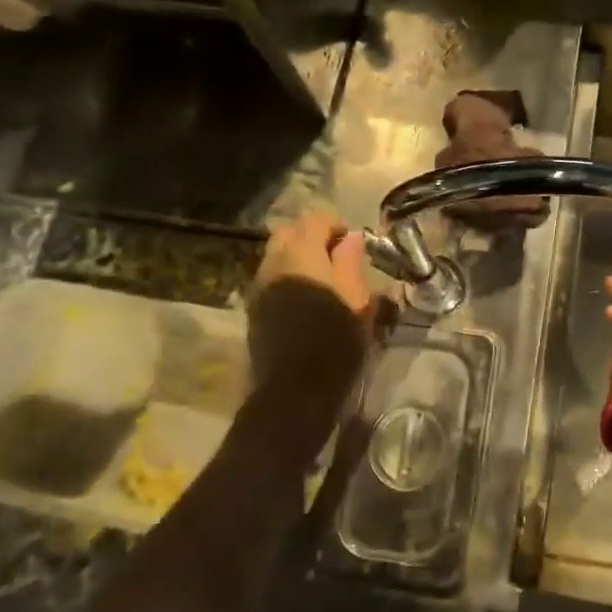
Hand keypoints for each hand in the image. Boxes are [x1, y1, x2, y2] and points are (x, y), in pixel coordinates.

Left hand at [248, 211, 390, 401]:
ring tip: (322, 280)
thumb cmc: (335, 342)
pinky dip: (288, 277)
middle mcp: (274, 263)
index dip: (336, 225)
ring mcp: (260, 286)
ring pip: (276, 255)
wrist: (294, 392)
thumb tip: (351, 238)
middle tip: (336, 258)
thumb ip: (351, 262)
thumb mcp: (357, 300)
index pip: (315, 219)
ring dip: (298, 257)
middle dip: (312, 237)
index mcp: (301, 255)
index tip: (353, 245)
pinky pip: (271, 278)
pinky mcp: (254, 309)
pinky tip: (306, 300)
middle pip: (289, 232)